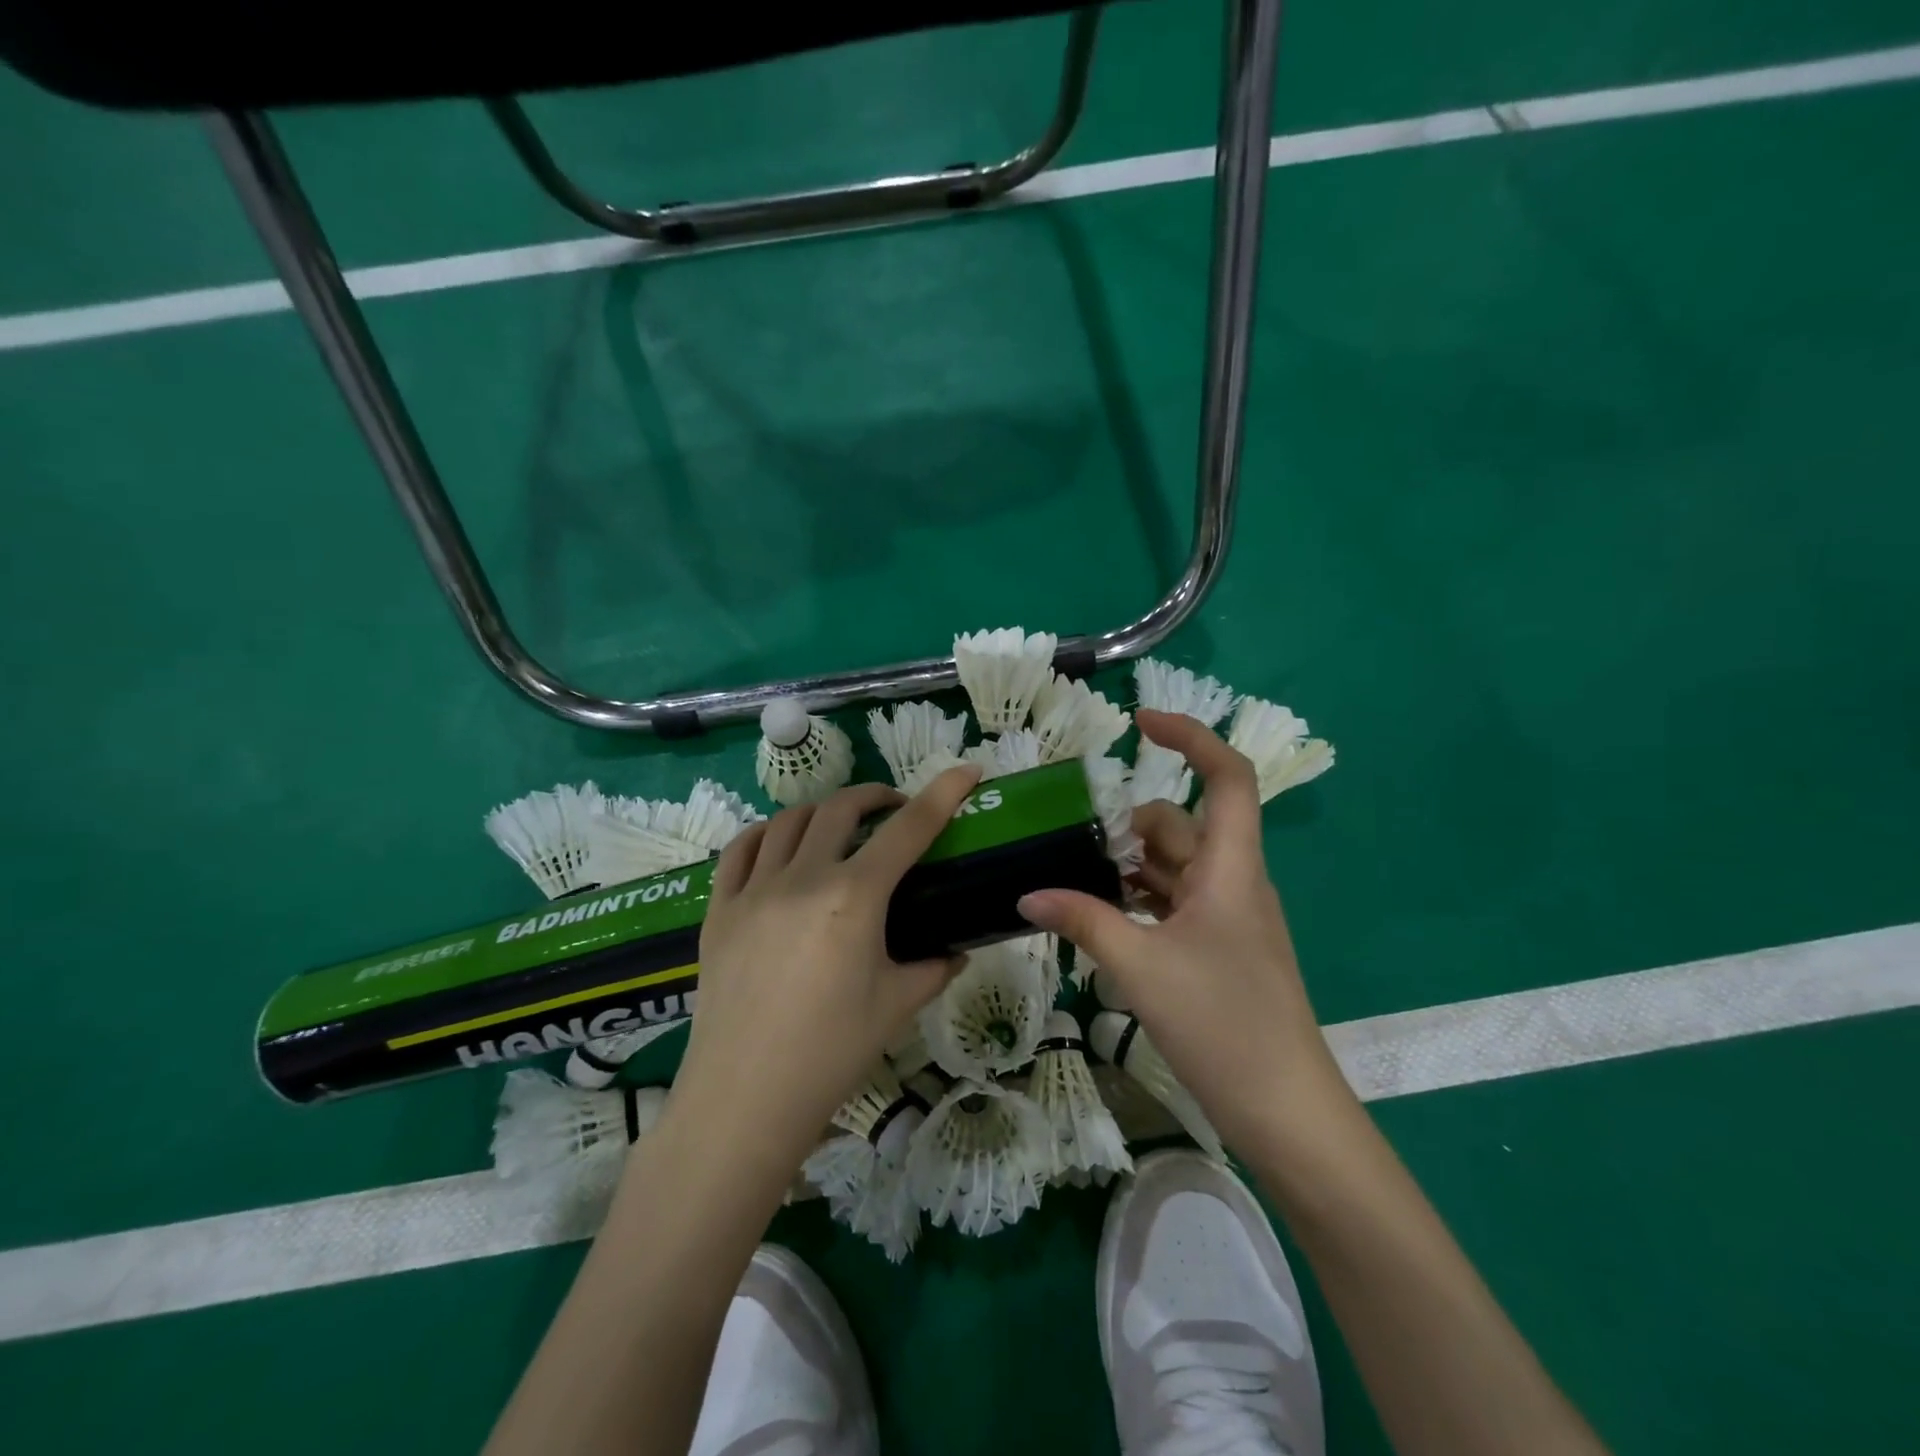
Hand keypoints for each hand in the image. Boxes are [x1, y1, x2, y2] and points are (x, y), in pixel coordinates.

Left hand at [670, 766, 981, 1159]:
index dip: (943, 793)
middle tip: (895, 810)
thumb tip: (956, 949)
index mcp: (854, 897)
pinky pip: (739, 849)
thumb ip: (934, 966)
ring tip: (841, 828)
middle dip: (877, 796)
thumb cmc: (831, 1053)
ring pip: (790, 820)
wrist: (744, 1099)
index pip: (909, 828)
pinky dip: (767, 834)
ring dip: (824, 811)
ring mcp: (753, 889)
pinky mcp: (719, 909)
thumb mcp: (897, 1005)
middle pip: (842, 808)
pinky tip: (780, 846)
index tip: (967, 771)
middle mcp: (802, 877)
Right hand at [1018, 710, 1345, 1151]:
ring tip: (1076, 882)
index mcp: (1231, 868)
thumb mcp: (1140, 967)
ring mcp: (1229, 918)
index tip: (1139, 723)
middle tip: (1074, 845)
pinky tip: (1103, 919)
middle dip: (1130, 826)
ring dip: (1130, 866)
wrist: (1285, 1110)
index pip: (1227, 777)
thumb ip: (1082, 920)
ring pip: (1176, 867)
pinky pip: (1176, 903)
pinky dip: (1140, 900)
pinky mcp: (1221, 949)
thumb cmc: (1223, 1024)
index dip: (1190, 737)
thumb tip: (1026, 894)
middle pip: (1183, 825)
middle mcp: (1234, 881)